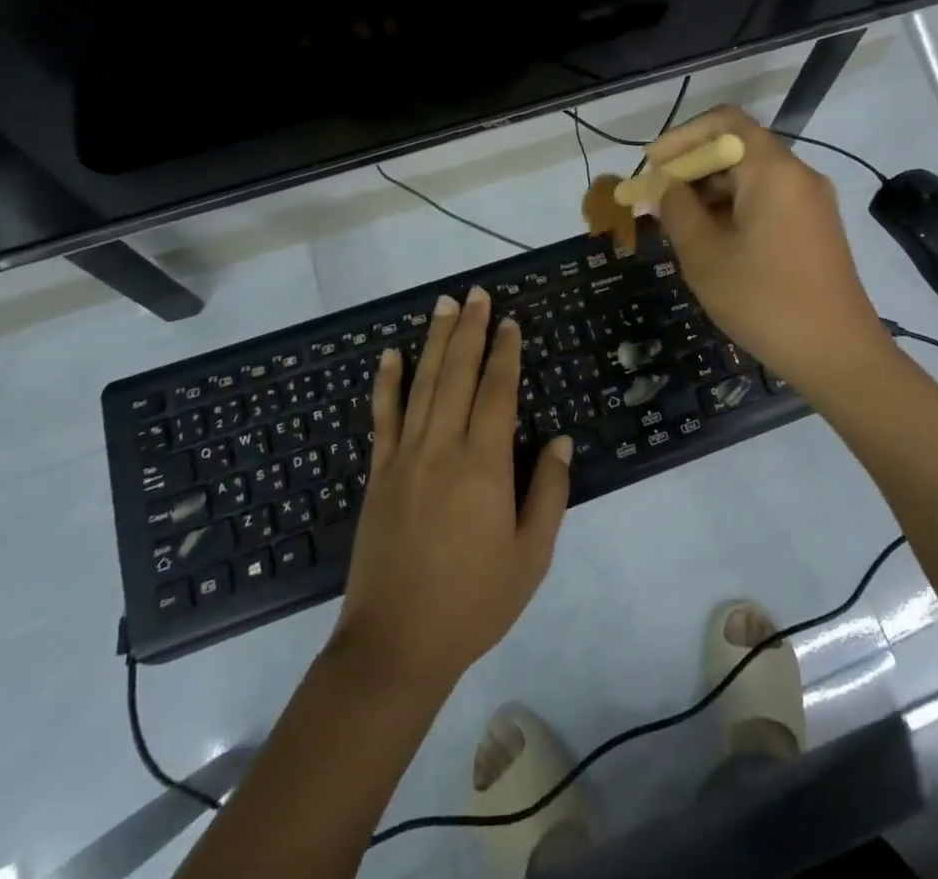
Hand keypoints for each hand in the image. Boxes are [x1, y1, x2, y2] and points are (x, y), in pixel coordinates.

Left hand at [333, 287, 573, 692]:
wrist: (396, 645)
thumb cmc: (473, 602)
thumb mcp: (530, 556)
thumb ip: (548, 492)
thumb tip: (560, 441)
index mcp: (483, 466)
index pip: (496, 391)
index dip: (504, 353)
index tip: (509, 322)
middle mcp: (441, 448)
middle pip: (457, 374)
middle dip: (469, 330)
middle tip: (476, 294)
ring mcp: (404, 457)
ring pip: (422, 385)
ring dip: (434, 341)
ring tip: (444, 305)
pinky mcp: (378, 473)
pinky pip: (383, 417)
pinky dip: (387, 383)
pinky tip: (390, 355)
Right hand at [648, 105, 890, 392]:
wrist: (839, 355)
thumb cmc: (765, 301)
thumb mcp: (705, 255)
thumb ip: (677, 210)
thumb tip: (664, 187)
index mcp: (773, 171)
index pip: (724, 122)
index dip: (681, 137)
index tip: (652, 166)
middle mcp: (798, 175)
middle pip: (738, 148)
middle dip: (692, 168)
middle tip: (655, 200)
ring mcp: (812, 202)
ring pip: (752, 177)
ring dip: (710, 192)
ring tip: (676, 225)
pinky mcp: (816, 228)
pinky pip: (768, 200)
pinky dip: (734, 208)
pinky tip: (711, 240)